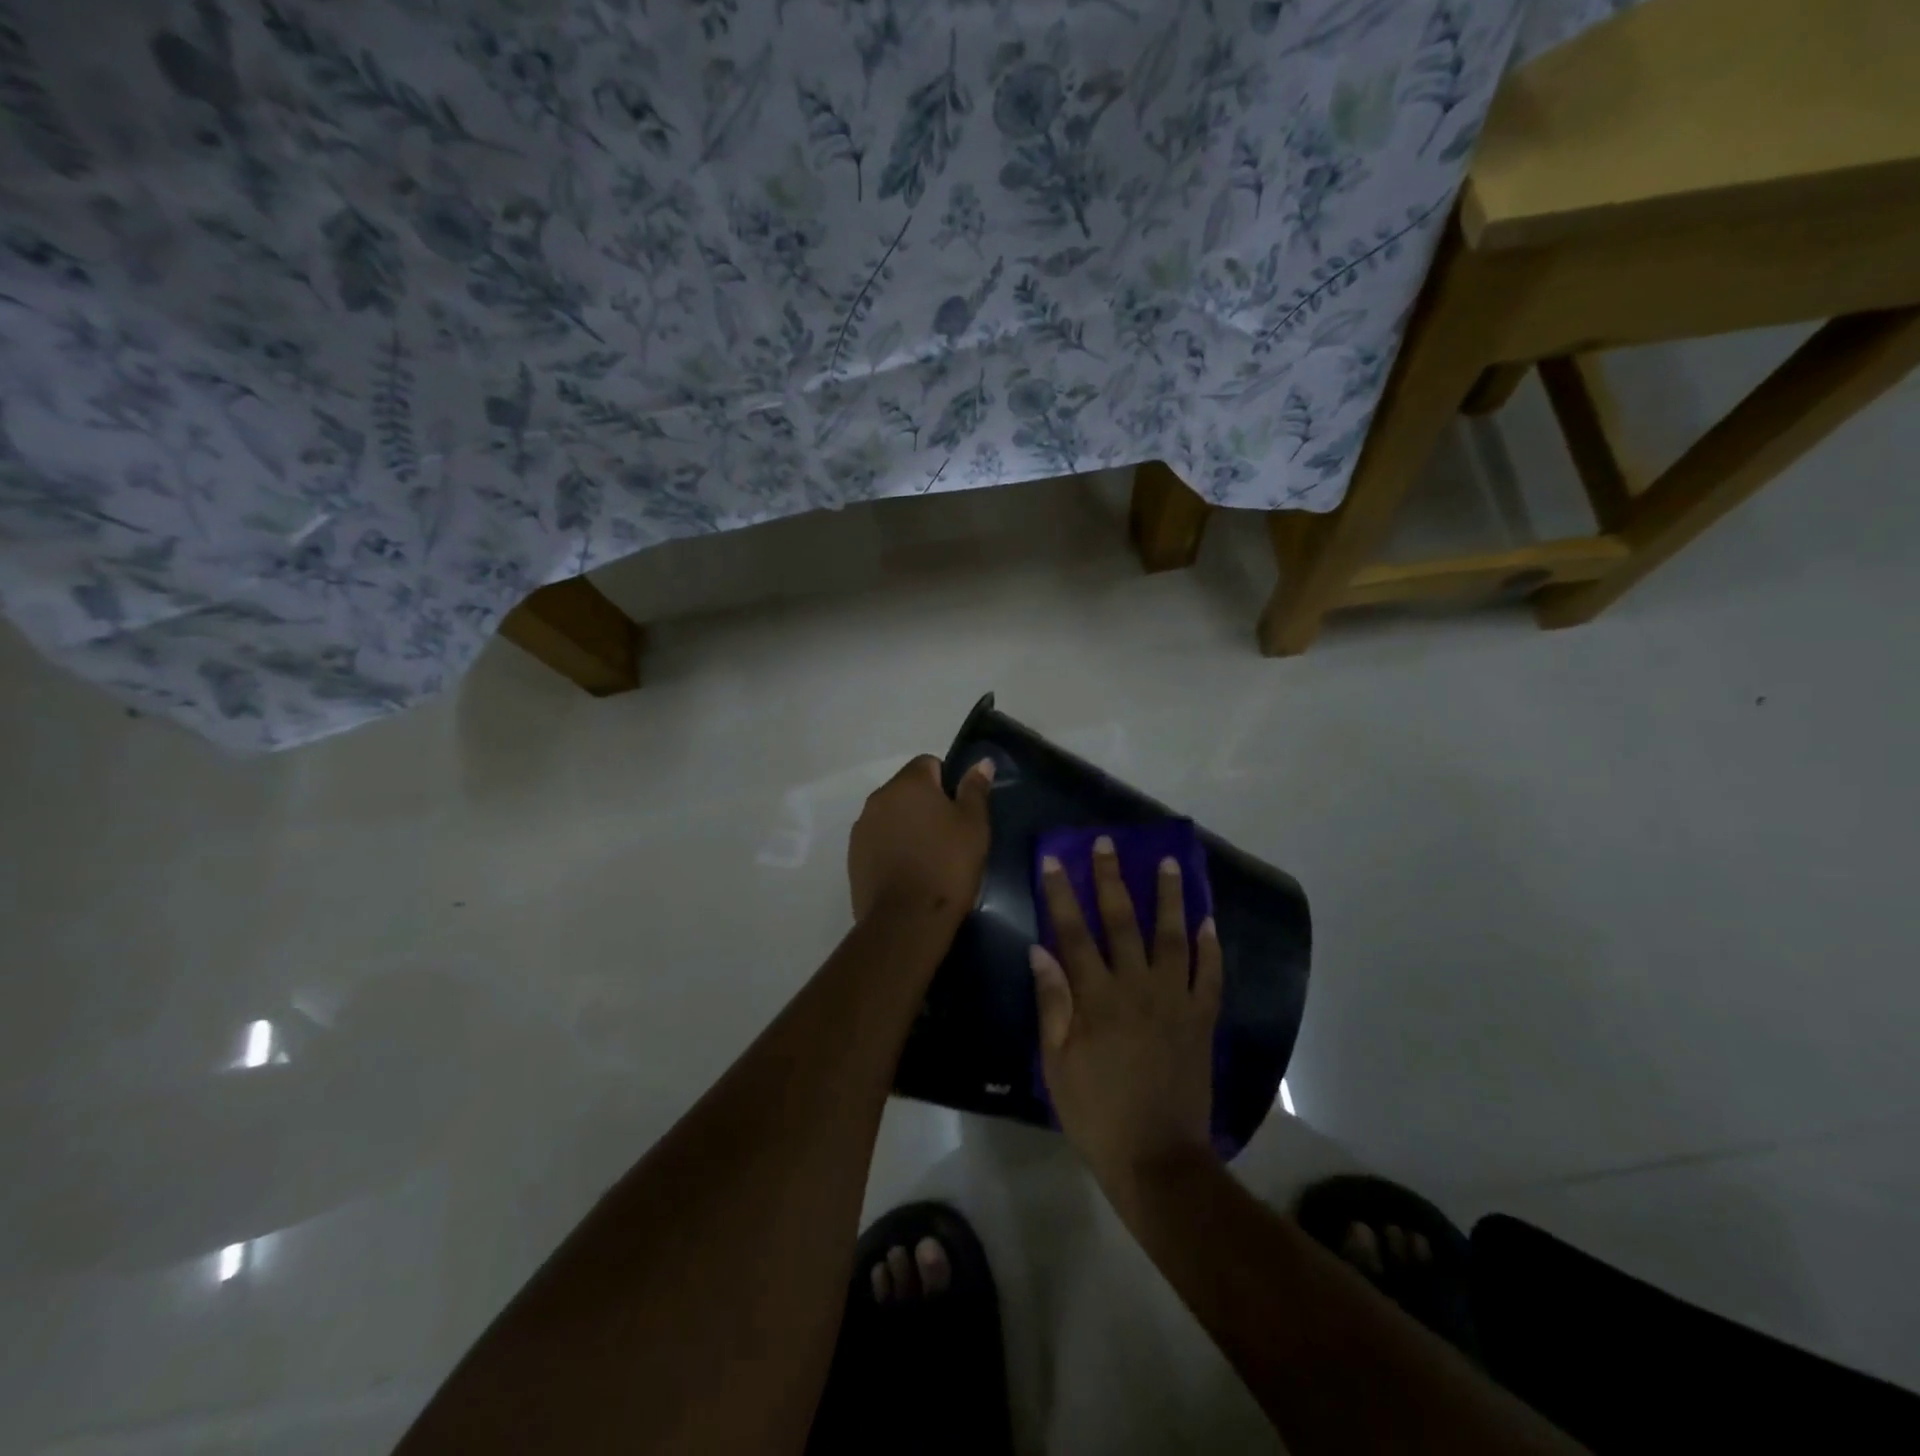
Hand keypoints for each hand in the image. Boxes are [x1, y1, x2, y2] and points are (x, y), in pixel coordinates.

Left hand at [848, 755, 993, 925]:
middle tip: (948, 835)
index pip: (928, 763)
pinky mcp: (853, 856)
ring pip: (891, 815)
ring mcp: (862, 827)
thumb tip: (981, 763)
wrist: (905, 921)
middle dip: (925, 804)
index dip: (947, 783)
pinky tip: (908, 872)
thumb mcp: (973, 826)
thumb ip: (975, 790)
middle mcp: (879, 797)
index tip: (960, 811)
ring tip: (928, 857)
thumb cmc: (947, 866)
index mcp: (909, 783)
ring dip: (907, 826)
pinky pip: (878, 840)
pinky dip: (892, 847)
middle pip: (907, 789)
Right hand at [1031, 838, 1222, 1197]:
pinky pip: (1211, 975)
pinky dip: (1211, 946)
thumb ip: (1052, 1003)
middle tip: (1107, 843)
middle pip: (1122, 922)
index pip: (1073, 933)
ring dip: (1169, 897)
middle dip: (1111, 879)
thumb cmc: (1096, 1113)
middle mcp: (1137, 987)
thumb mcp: (1056, 1064)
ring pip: (1173, 937)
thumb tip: (1040, 951)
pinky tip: (1209, 920)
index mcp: (1097, 998)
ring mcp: (1175, 1001)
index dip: (1062, 894)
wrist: (1157, 1158)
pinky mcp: (1202, 1019)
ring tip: (1169, 863)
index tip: (1055, 860)